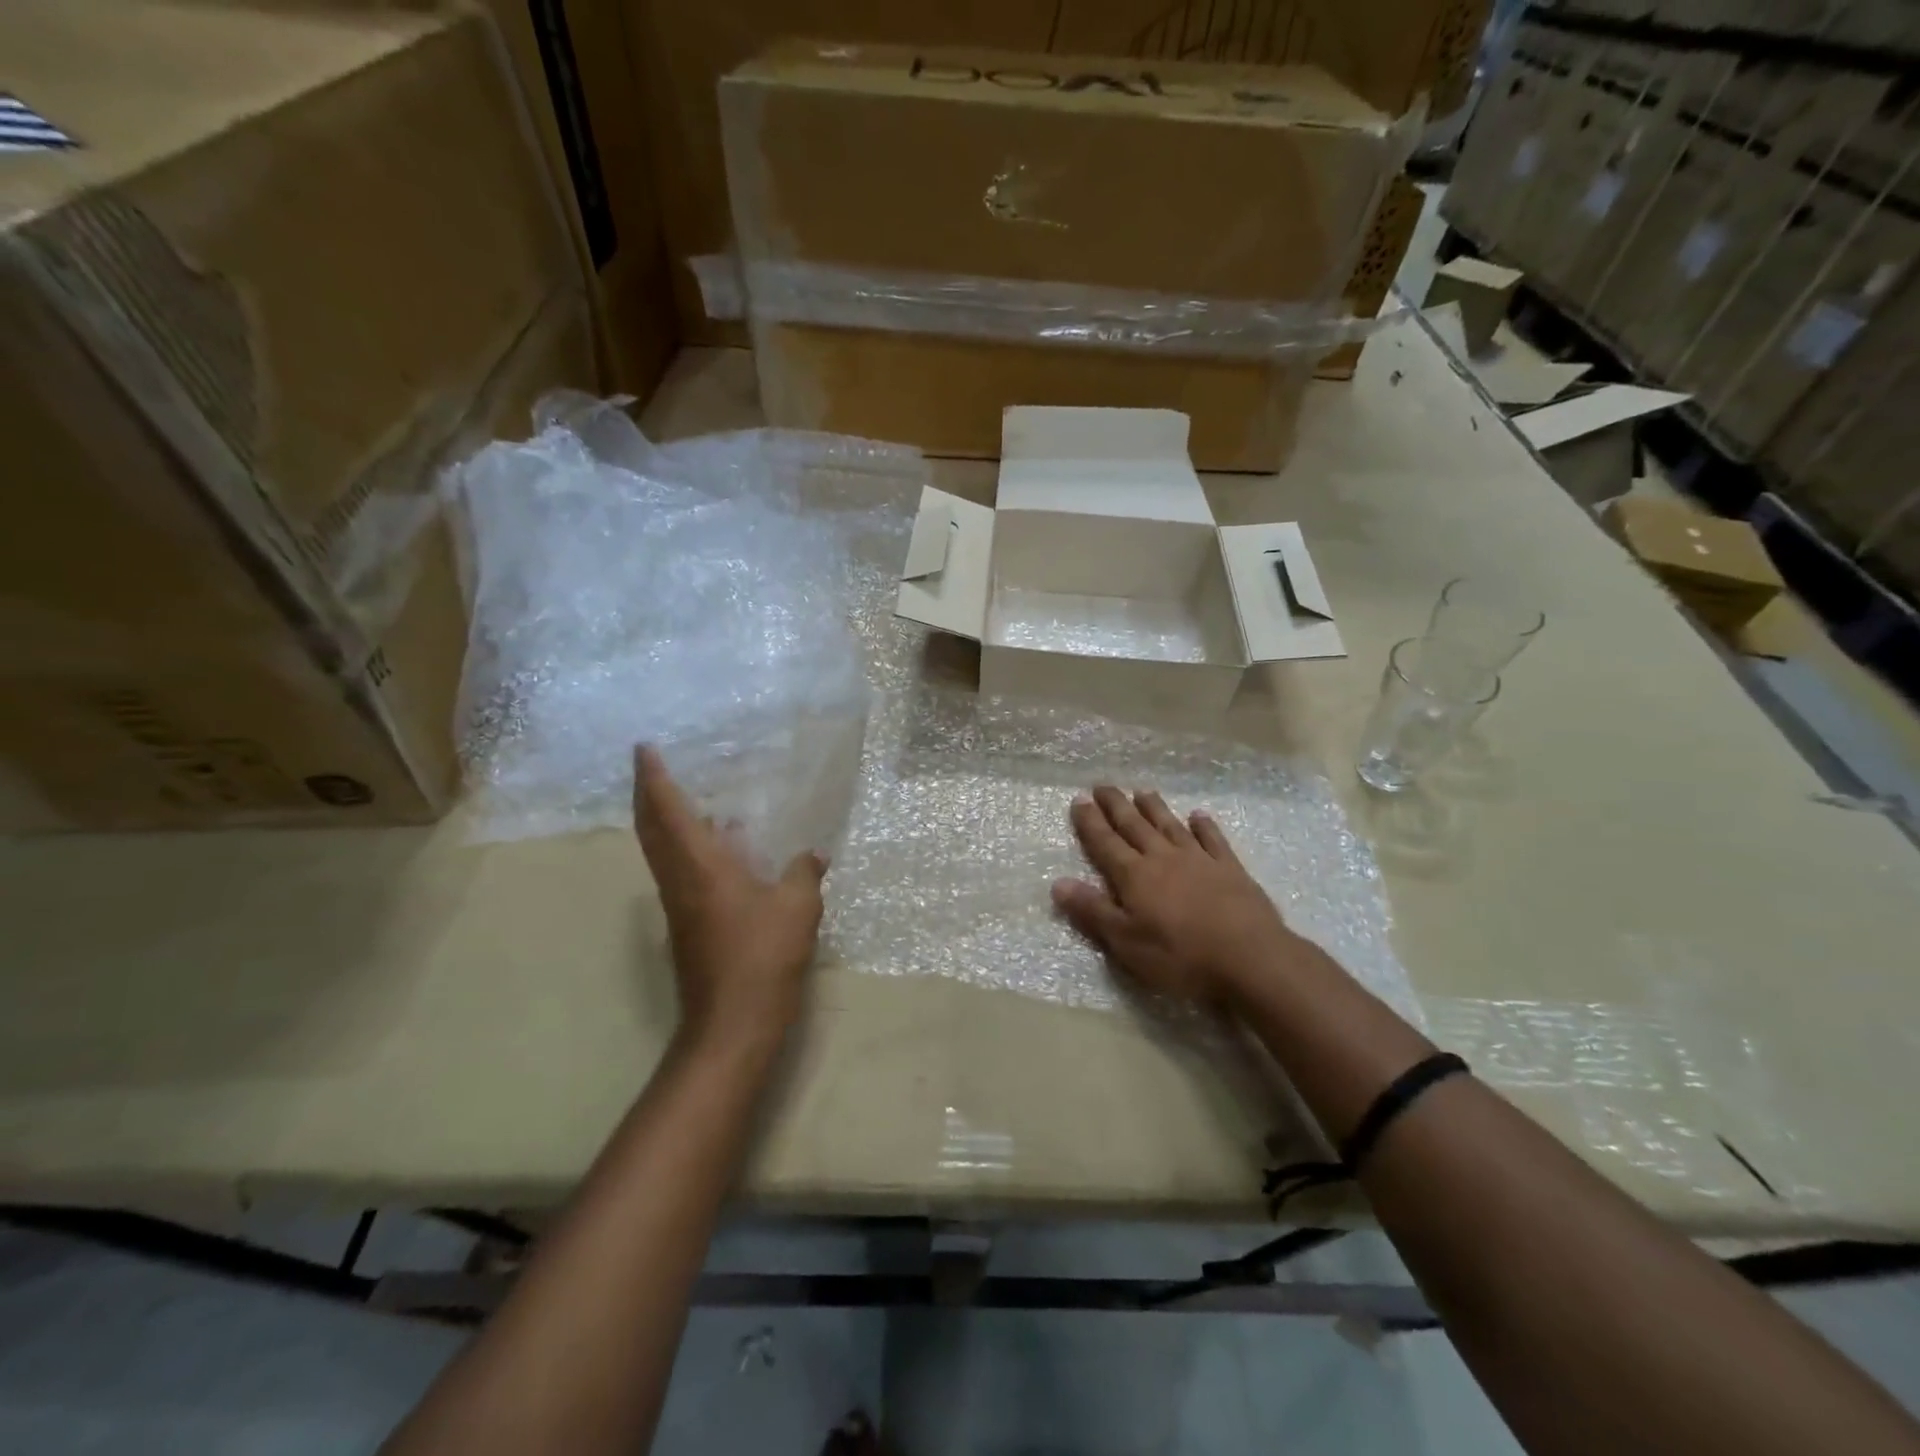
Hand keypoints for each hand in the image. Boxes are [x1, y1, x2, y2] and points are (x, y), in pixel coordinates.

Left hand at [633, 746, 826, 1056]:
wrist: (732, 1022)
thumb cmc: (763, 956)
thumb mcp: (798, 907)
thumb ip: (804, 873)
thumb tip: (813, 854)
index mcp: (700, 865)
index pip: (668, 810)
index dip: (654, 777)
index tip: (644, 748)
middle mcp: (679, 879)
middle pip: (650, 828)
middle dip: (647, 793)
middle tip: (650, 765)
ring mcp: (678, 904)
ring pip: (660, 851)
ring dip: (663, 820)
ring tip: (687, 800)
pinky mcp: (687, 924)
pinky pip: (678, 870)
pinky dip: (686, 847)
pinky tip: (721, 849)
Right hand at [1052, 785, 1315, 1007]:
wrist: (1251, 958)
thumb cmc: (1181, 957)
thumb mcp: (1127, 942)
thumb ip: (1093, 911)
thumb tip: (1057, 882)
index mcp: (1135, 876)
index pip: (1105, 843)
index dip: (1090, 822)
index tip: (1079, 799)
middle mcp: (1163, 858)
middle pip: (1135, 826)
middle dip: (1116, 805)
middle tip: (1103, 785)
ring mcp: (1199, 860)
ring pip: (1170, 826)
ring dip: (1155, 808)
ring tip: (1142, 791)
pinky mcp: (1230, 869)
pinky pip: (1213, 839)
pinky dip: (1204, 825)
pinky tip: (1198, 815)